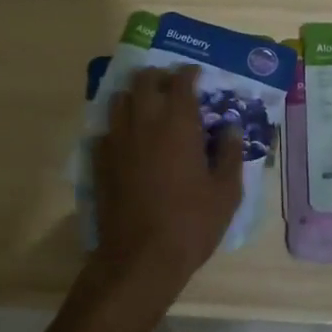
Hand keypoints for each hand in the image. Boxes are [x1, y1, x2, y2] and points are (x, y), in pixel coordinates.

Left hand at [92, 65, 244, 302]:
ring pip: (120, 99)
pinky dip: (118, 126)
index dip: (189, 73)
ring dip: (135, 96)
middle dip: (159, 77)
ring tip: (149, 108)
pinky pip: (106, 129)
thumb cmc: (191, 223)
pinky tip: (128, 140)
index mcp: (178, 123)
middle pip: (144, 80)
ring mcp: (117, 139)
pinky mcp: (99, 160)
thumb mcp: (226, 192)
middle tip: (172, 87)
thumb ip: (230, 154)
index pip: (181, 81)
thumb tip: (231, 128)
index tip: (196, 75)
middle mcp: (144, 121)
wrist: (140, 258)